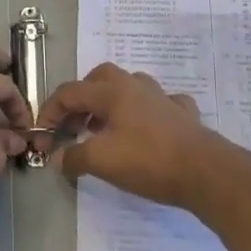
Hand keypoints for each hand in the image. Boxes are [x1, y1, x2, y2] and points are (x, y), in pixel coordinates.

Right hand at [39, 62, 244, 212]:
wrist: (207, 172)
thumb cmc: (149, 161)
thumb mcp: (102, 161)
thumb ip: (74, 157)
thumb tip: (58, 159)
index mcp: (112, 92)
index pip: (70, 92)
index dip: (50, 112)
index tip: (43, 136)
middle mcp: (136, 87)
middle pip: (99, 78)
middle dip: (81, 98)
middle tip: (73, 125)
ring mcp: (163, 99)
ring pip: (130, 86)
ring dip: (112, 102)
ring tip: (105, 128)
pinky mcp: (184, 116)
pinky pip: (161, 104)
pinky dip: (148, 112)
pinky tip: (148, 128)